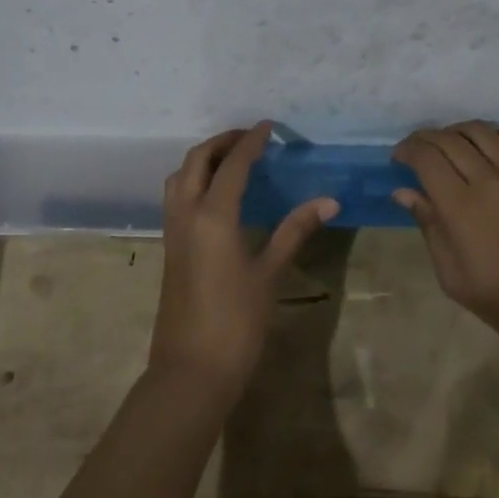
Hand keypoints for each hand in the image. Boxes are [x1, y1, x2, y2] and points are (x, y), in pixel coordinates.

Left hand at [151, 123, 338, 404]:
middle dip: (221, 142)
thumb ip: (295, 231)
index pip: (232, 165)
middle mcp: (186, 214)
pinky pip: (176, 198)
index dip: (251, 142)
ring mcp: (173, 231)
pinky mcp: (170, 248)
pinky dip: (194, 181)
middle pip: (196, 161)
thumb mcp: (270, 273)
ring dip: (203, 160)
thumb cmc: (236, 322)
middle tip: (249, 138)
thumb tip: (328, 201)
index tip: (269, 127)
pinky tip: (217, 195)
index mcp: (212, 216)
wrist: (191, 370)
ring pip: (179, 177)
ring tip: (232, 160)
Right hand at [393, 121, 498, 353]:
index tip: (398, 158)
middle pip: (450, 139)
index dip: (407, 150)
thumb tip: (404, 192)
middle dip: (425, 138)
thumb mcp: (454, 277)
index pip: (427, 158)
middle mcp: (491, 180)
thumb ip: (429, 227)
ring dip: (458, 131)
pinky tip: (492, 146)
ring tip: (450, 143)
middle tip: (417, 150)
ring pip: (483, 131)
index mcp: (462, 207)